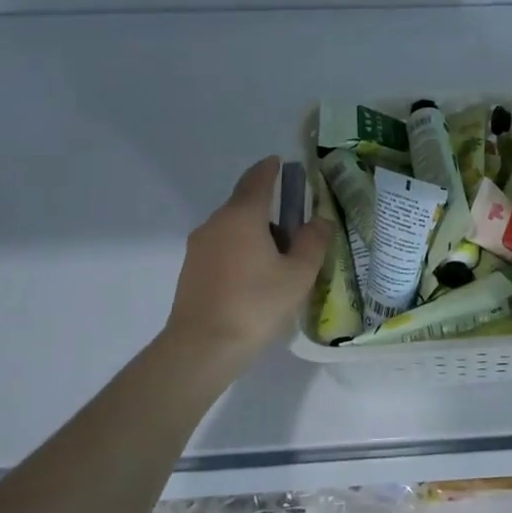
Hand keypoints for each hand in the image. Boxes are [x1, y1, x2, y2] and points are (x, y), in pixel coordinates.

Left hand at [164, 156, 330, 362]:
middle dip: (270, 209)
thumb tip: (319, 220)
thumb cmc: (256, 304)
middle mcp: (216, 223)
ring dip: (256, 234)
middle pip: (245, 204)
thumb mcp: (298, 274)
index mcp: (242, 216)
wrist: (201, 348)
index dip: (272, 169)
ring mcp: (199, 247)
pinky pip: (223, 248)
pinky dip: (242, 251)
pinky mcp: (191, 270)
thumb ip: (313, 241)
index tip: (283, 164)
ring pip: (234, 229)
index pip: (258, 179)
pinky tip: (257, 279)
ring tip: (281, 261)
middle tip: (298, 230)